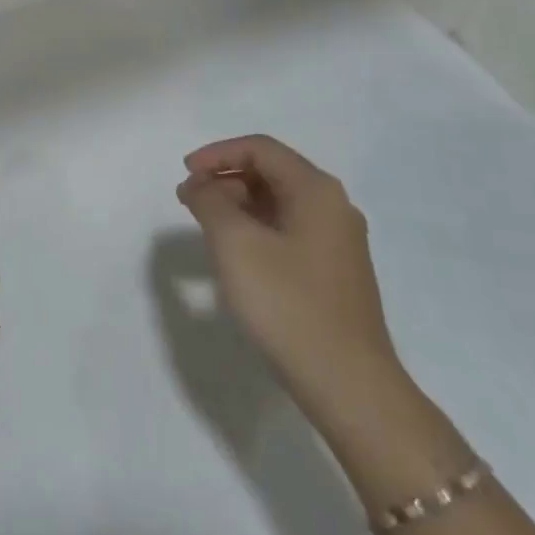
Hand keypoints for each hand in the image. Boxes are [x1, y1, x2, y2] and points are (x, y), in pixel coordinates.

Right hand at [177, 135, 403, 428]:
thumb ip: (210, 202)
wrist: (349, 385)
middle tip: (189, 200)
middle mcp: (333, 207)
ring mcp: (337, 242)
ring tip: (205, 225)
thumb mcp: (236, 245)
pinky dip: (255, 229)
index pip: (260, 149)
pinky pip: (288, 231)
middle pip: (271, 172)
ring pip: (279, 203)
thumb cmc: (289, 305)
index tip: (184, 174)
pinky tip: (236, 254)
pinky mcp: (333, 272)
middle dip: (225, 178)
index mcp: (316, 191)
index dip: (217, 154)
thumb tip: (200, 185)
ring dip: (238, 204)